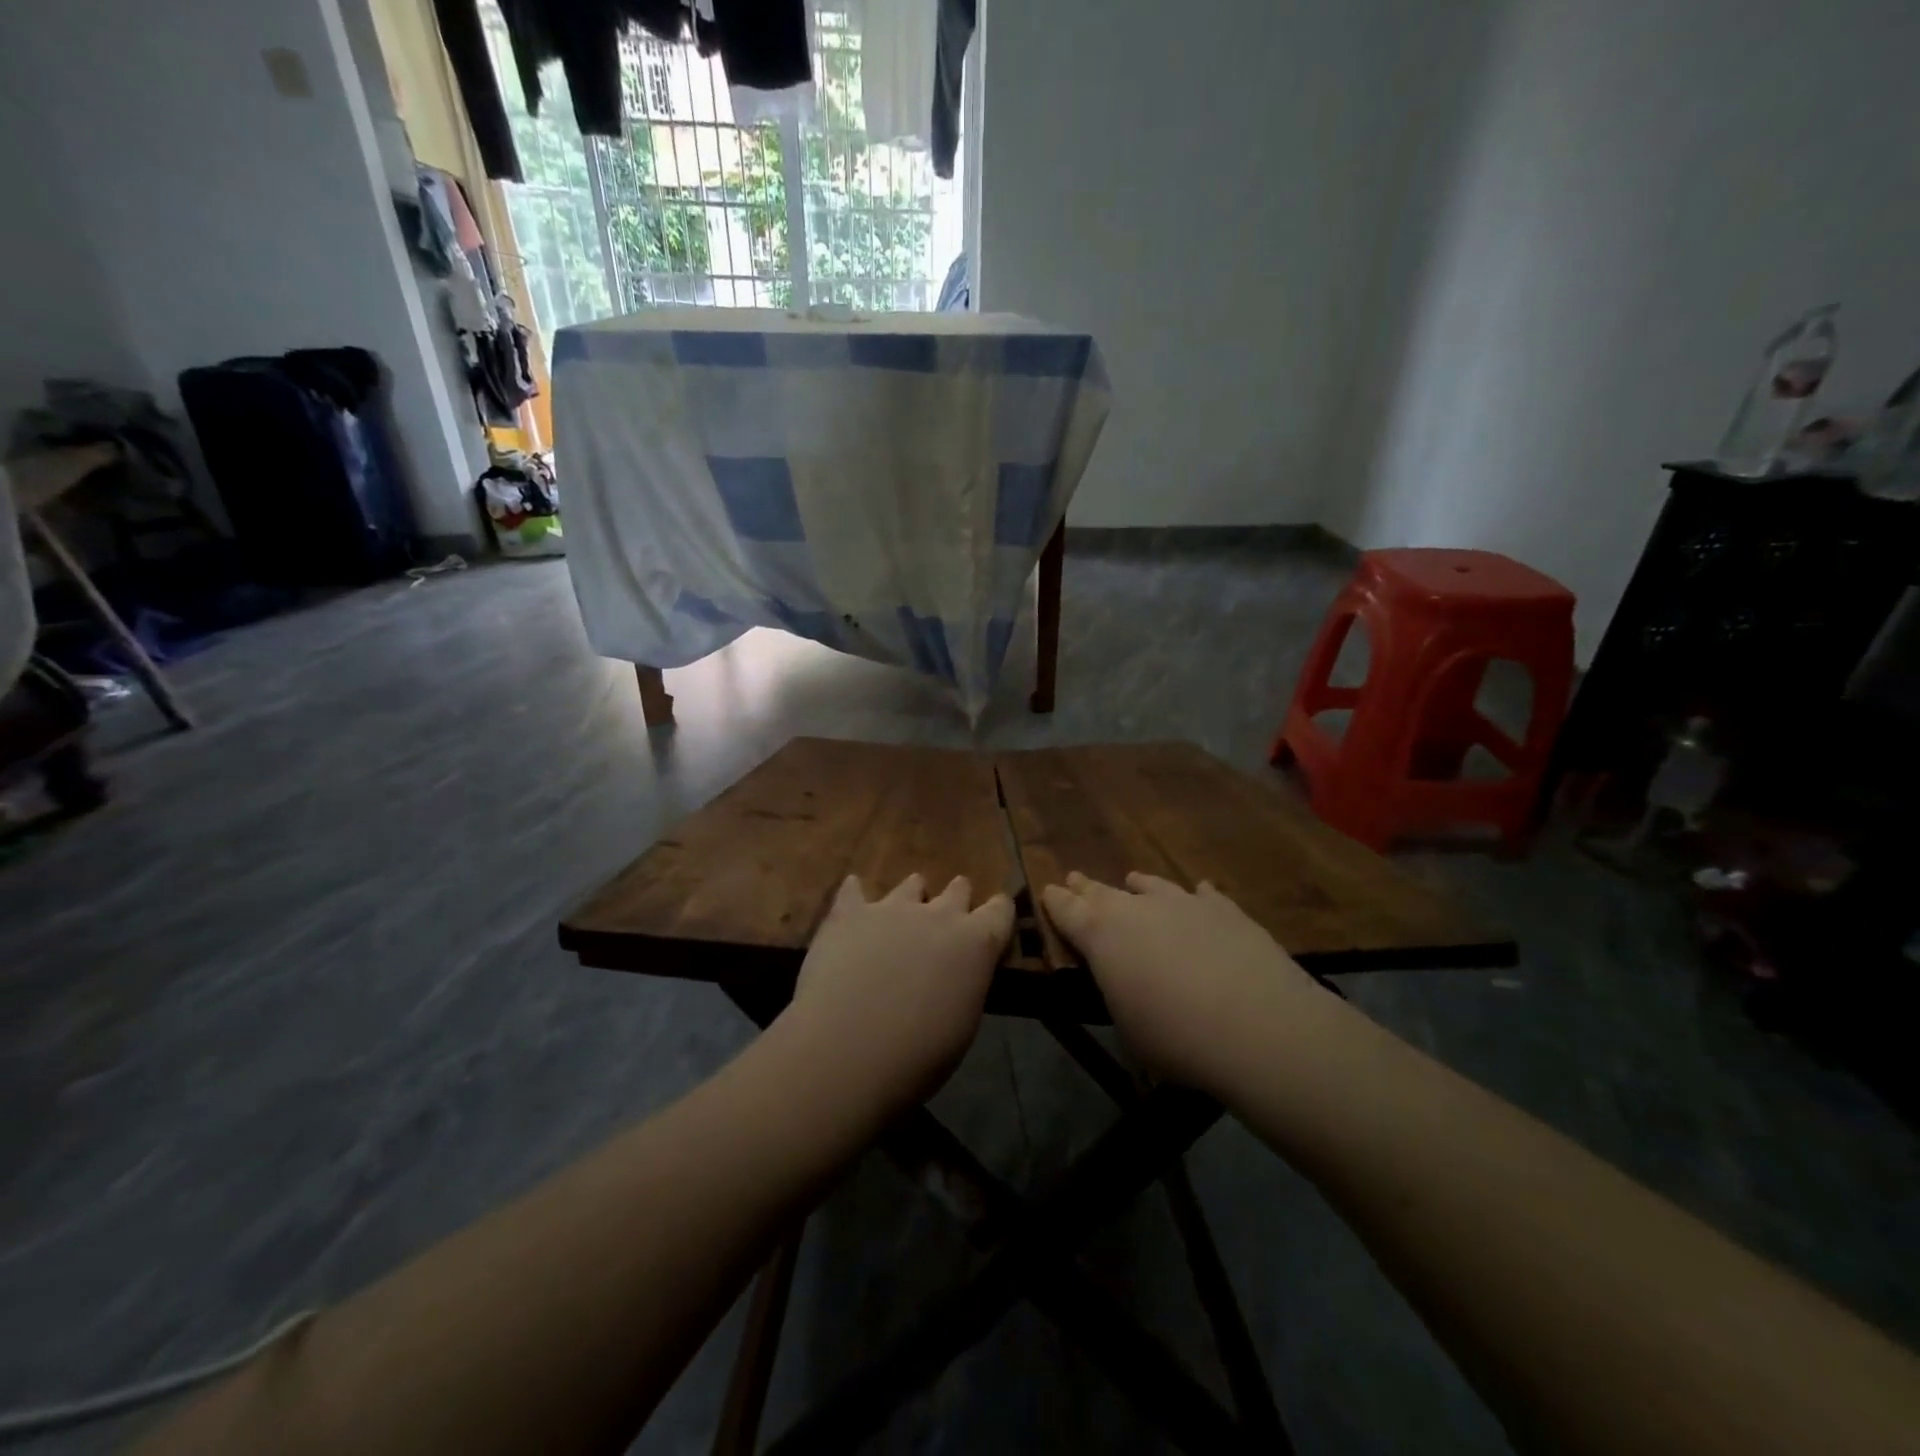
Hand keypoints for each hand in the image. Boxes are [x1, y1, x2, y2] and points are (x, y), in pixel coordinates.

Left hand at [785, 873, 1013, 1107]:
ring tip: (901, 913)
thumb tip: (958, 974)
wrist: (848, 1051)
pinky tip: (853, 898)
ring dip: (911, 897)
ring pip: (911, 885)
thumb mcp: (963, 1024)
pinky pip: (853, 889)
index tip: (993, 920)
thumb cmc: (918, 1056)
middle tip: (946, 921)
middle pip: (958, 889)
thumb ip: (966, 984)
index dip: (998, 912)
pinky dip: (856, 894)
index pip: (1000, 910)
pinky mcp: (849, 913)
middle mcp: (939, 914)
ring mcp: (892, 908)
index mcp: (976, 943)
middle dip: (956, 900)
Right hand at [1041, 872, 1319, 1092]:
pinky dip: (1195, 896)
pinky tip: (1199, 893)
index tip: (1047, 890)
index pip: (1067, 910)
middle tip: (1075, 878)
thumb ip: (1117, 990)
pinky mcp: (1225, 909)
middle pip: (1102, 891)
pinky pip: (1202, 895)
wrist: (1257, 1025)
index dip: (1055, 901)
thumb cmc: (1176, 1037)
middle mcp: (1137, 908)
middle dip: (1086, 886)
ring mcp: (1183, 902)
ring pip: (1152, 886)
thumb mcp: (1128, 1026)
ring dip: (1139, 886)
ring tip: (1133, 880)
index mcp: (1101, 934)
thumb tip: (1122, 979)